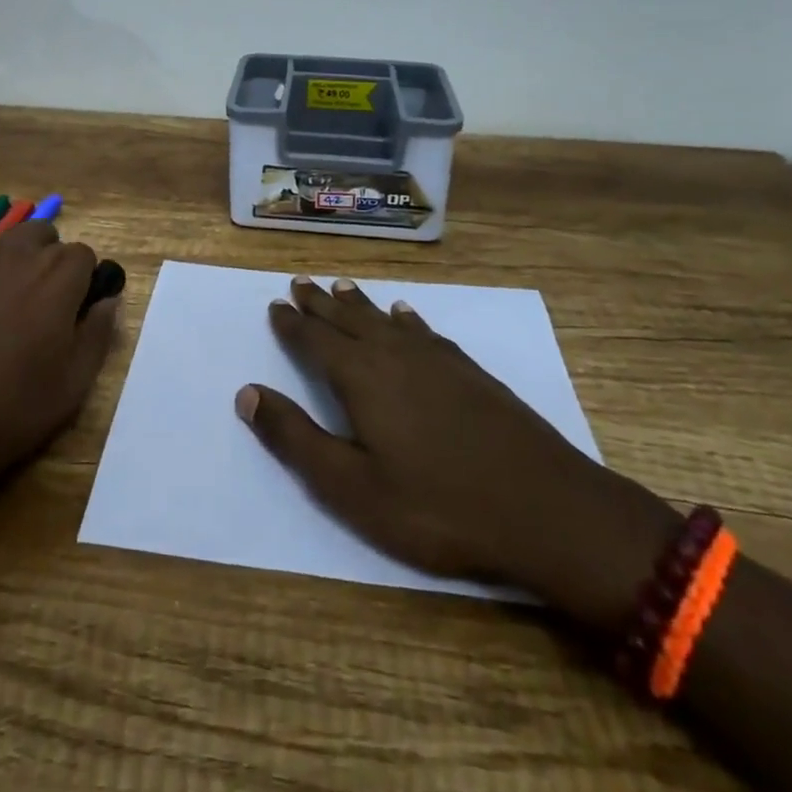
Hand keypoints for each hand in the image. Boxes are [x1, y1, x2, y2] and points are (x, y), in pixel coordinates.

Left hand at [0, 220, 117, 551]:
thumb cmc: (4, 414)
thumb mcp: (71, 388)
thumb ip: (98, 333)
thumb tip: (107, 300)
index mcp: (54, 276)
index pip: (83, 255)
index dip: (82, 283)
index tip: (73, 314)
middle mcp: (10, 255)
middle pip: (40, 234)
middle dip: (46, 261)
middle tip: (37, 308)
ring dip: (4, 272)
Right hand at [236, 276, 676, 630]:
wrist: (545, 508)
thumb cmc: (438, 506)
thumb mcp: (352, 488)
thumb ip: (296, 439)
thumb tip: (246, 393)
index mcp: (361, 378)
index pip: (315, 340)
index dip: (292, 323)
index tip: (275, 305)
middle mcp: (393, 354)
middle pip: (347, 319)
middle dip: (319, 303)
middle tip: (300, 283)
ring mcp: (435, 359)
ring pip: (384, 319)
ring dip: (358, 303)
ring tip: (340, 286)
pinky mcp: (469, 370)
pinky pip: (424, 330)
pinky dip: (407, 318)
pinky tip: (405, 313)